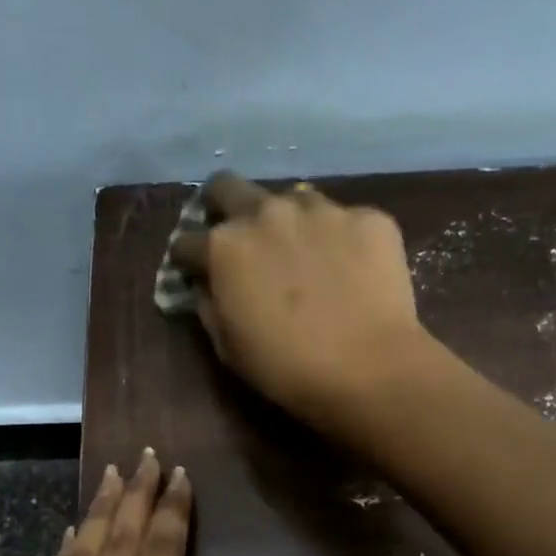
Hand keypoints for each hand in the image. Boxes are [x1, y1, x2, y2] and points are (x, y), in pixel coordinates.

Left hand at [0, 450, 223, 555]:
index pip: (160, 552)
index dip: (172, 511)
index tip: (180, 475)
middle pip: (119, 540)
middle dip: (136, 495)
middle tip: (147, 457)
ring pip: (82, 551)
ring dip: (100, 510)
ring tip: (113, 475)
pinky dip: (65, 549)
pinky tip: (74, 532)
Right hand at [168, 170, 431, 432]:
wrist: (369, 369)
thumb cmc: (286, 368)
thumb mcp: (228, 347)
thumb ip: (210, 305)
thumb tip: (207, 285)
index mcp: (225, 247)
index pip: (186, 241)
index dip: (188, 260)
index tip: (196, 272)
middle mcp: (267, 213)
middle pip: (227, 187)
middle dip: (222, 207)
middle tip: (237, 237)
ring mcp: (321, 210)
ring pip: (291, 198)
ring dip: (286, 220)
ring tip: (302, 253)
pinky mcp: (368, 217)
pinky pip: (344, 219)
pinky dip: (338, 239)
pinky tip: (350, 269)